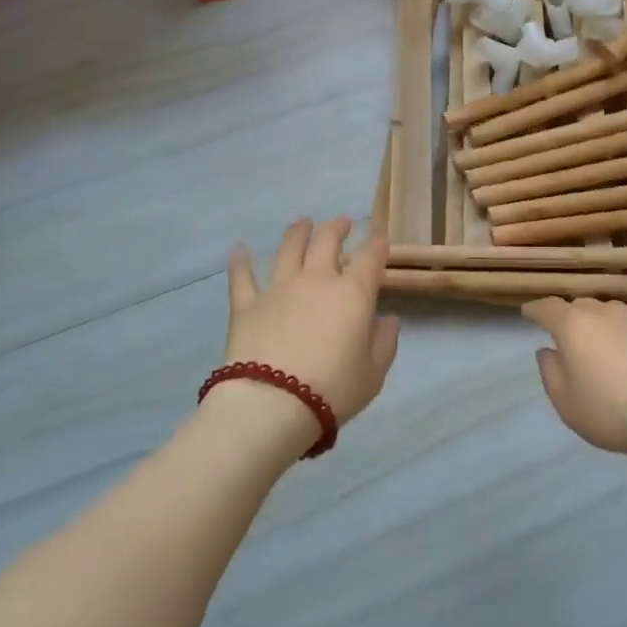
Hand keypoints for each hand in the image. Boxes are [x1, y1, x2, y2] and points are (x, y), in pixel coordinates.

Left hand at [224, 217, 399, 426]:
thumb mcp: (373, 373)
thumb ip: (384, 342)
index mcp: (353, 294)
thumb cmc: (332, 389)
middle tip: (342, 222)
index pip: (370, 258)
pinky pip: (242, 277)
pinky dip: (240, 262)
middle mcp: (316, 280)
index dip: (377, 245)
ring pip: (288, 249)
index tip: (380, 240)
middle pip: (327, 241)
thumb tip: (388, 319)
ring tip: (302, 223)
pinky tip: (239, 250)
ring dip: (297, 232)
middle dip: (337, 228)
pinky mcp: (247, 305)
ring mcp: (279, 289)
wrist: (273, 404)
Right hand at [522, 297, 626, 452]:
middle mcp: (604, 312)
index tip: (528, 314)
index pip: (547, 307)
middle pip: (580, 306)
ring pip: (610, 313)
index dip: (535, 310)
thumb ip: (551, 373)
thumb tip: (548, 351)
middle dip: (570, 317)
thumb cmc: (611, 409)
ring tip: (603, 345)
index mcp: (574, 325)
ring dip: (601, 325)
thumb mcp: (567, 403)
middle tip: (568, 337)